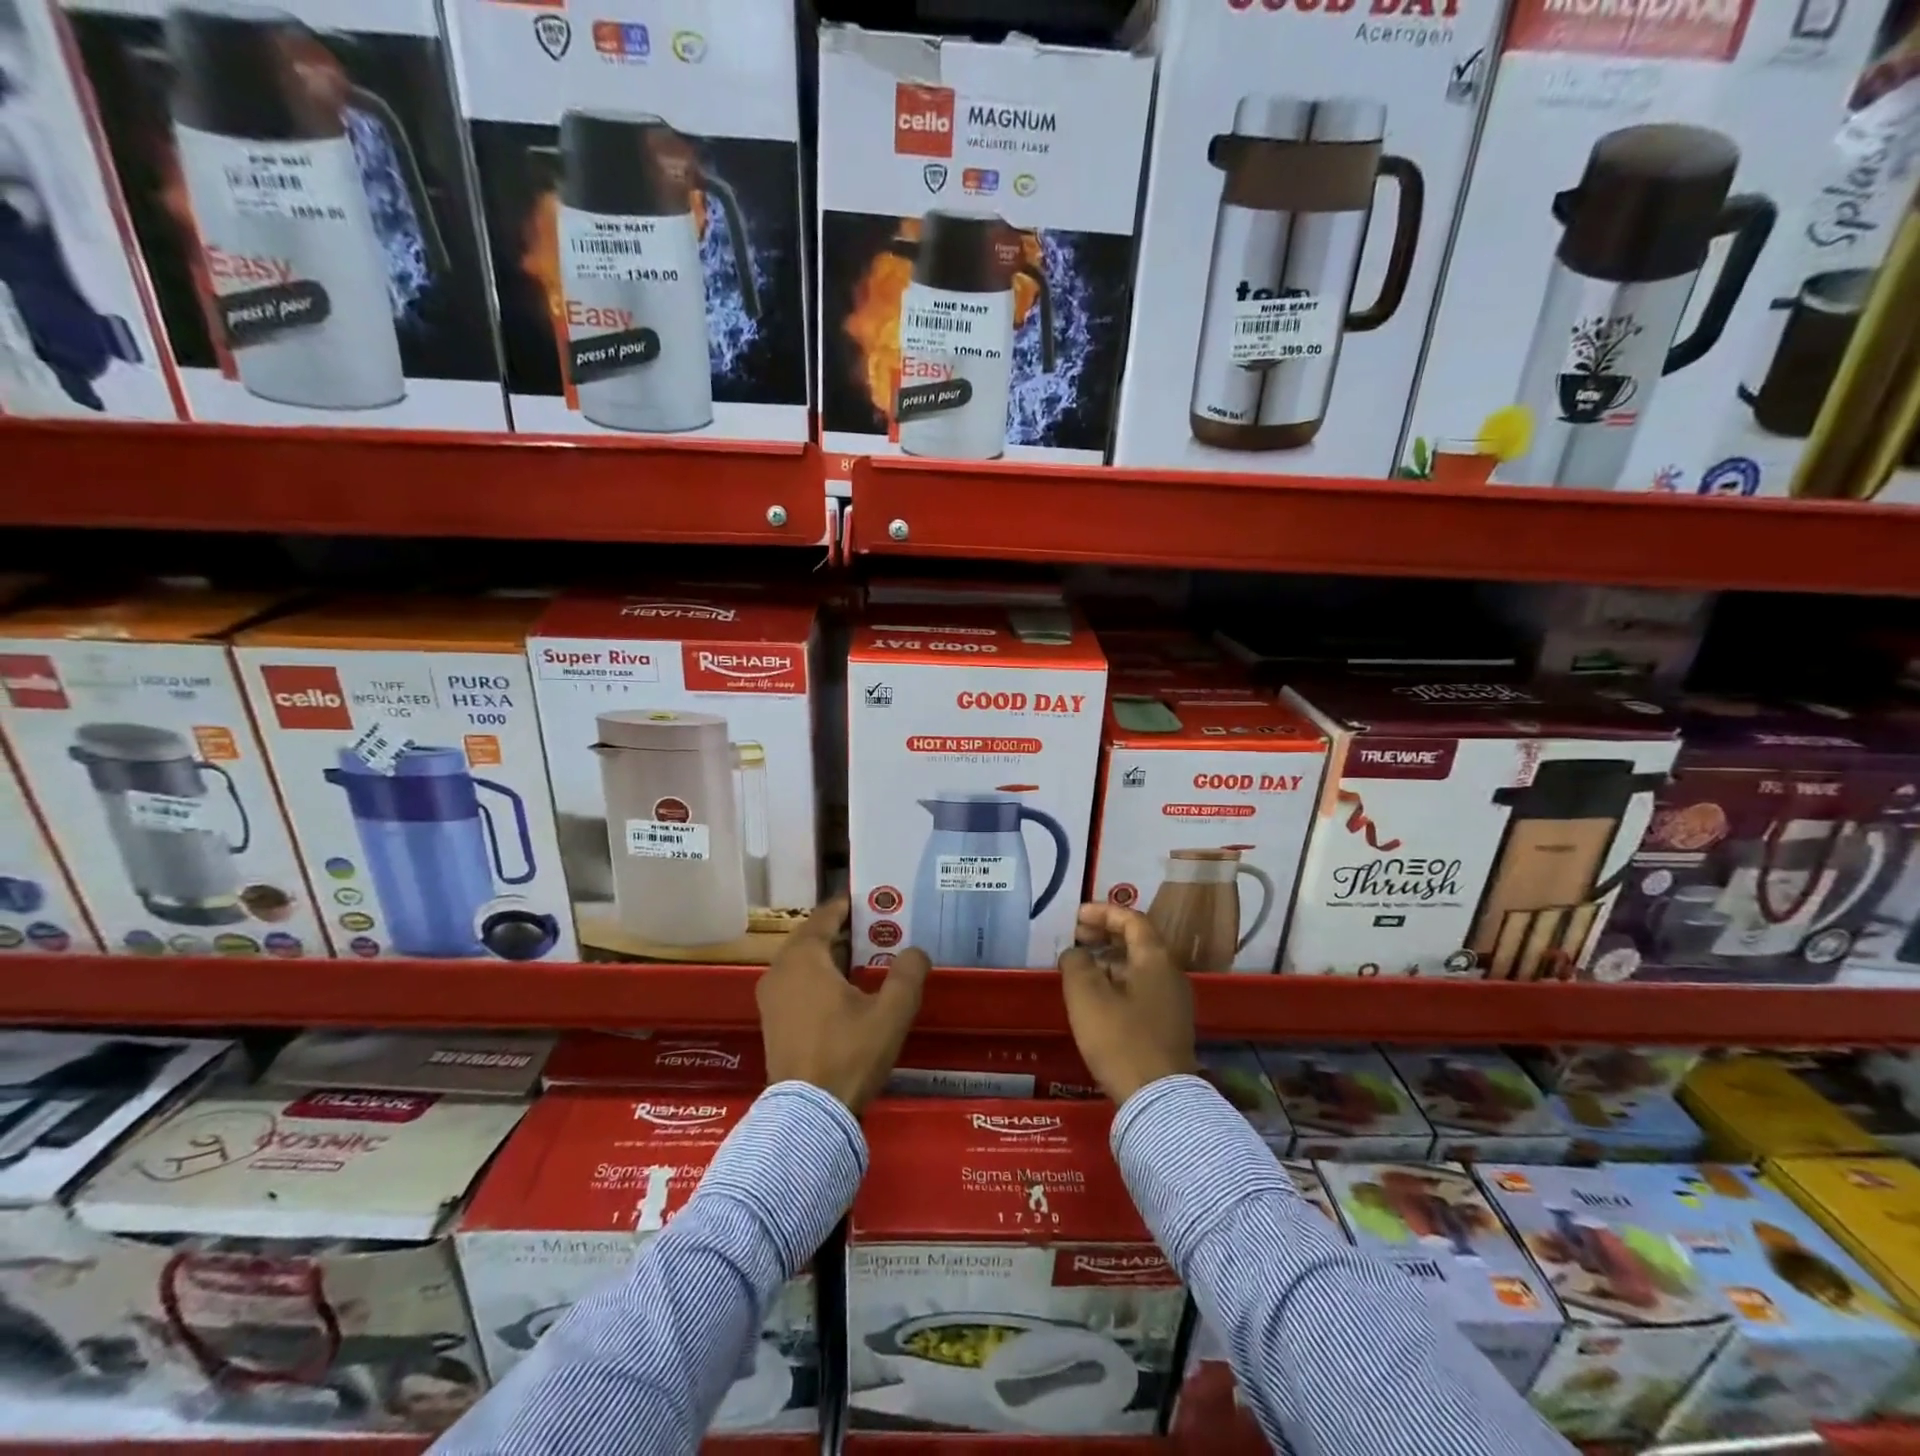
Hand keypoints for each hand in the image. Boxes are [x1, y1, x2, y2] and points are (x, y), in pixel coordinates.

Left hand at [757, 899, 929, 1112]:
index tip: (876, 899)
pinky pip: (798, 983)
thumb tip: (916, 951)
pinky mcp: (773, 1021)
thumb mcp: (890, 1013)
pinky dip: (821, 977)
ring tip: (869, 957)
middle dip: (846, 931)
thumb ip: (907, 974)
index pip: (826, 915)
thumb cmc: (848, 1054)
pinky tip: (848, 991)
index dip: (851, 904)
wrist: (808, 1116)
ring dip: (834, 956)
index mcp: (803, 957)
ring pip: (806, 962)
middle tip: (880, 928)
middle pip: (815, 937)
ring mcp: (771, 997)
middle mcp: (780, 969)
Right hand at [1058, 903, 1196, 1104]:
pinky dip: (1119, 981)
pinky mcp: (1170, 1025)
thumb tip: (1076, 954)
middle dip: (1105, 935)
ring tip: (1080, 968)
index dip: (1103, 912)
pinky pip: (1142, 988)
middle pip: (1138, 941)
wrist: (1158, 1099)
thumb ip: (1076, 964)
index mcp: (1155, 958)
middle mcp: (1171, 973)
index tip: (1076, 916)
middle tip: (1076, 938)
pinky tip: (1097, 998)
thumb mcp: (1086, 996)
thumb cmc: (1120, 1038)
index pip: (1132, 919)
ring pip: (1139, 967)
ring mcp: (1174, 1001)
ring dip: (1110, 960)